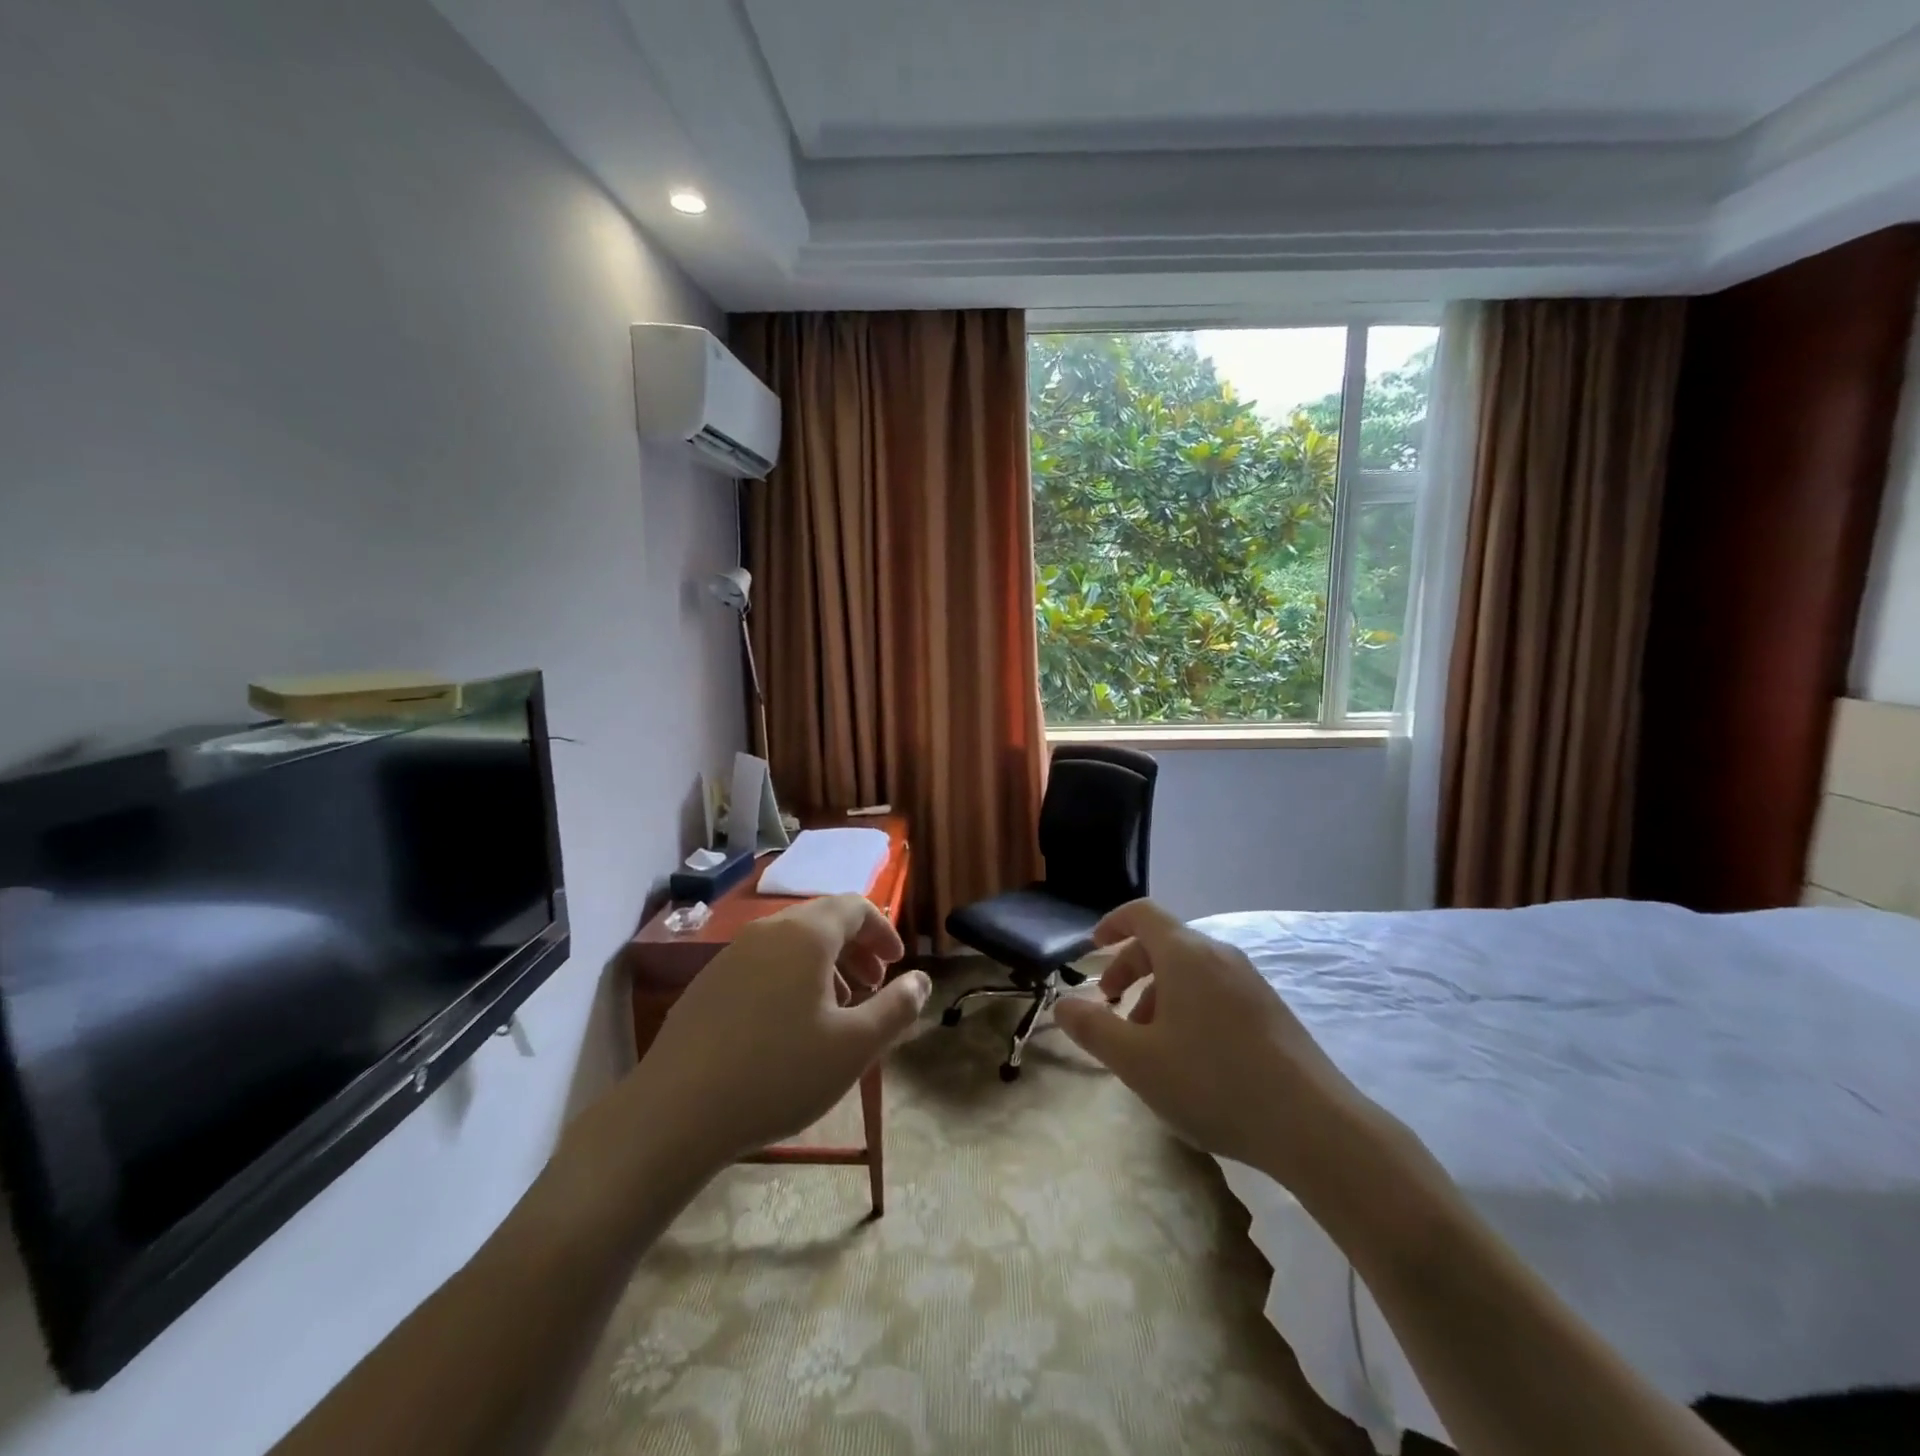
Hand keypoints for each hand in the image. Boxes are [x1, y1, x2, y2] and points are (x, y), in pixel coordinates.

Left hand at [630, 894, 927, 1169]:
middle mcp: (767, 931)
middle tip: (874, 985)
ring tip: (837, 1008)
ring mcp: (731, 955)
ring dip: (825, 965)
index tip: (897, 964)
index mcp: (806, 935)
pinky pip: (763, 963)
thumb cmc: (778, 1073)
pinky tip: (790, 1025)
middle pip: (823, 921)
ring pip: (792, 943)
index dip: (883, 930)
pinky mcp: (708, 983)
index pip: (855, 907)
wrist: (675, 1113)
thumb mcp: (854, 1046)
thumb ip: (897, 1008)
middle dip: (856, 948)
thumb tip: (921, 981)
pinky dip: (791, 978)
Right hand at [1053, 899, 1369, 1185]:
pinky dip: (1188, 1006)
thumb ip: (1092, 1028)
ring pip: (1190, 971)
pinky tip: (1189, 1057)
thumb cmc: (1213, 1082)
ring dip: (1157, 993)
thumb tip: (1063, 1004)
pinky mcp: (1270, 1010)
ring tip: (1147, 1043)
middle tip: (1110, 1006)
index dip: (1111, 924)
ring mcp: (1250, 981)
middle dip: (1129, 968)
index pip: (1141, 913)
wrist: (1314, 1126)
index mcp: (1185, 954)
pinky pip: (1215, 991)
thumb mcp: (1137, 1061)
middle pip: (1163, 943)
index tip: (1092, 949)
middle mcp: (1219, 955)